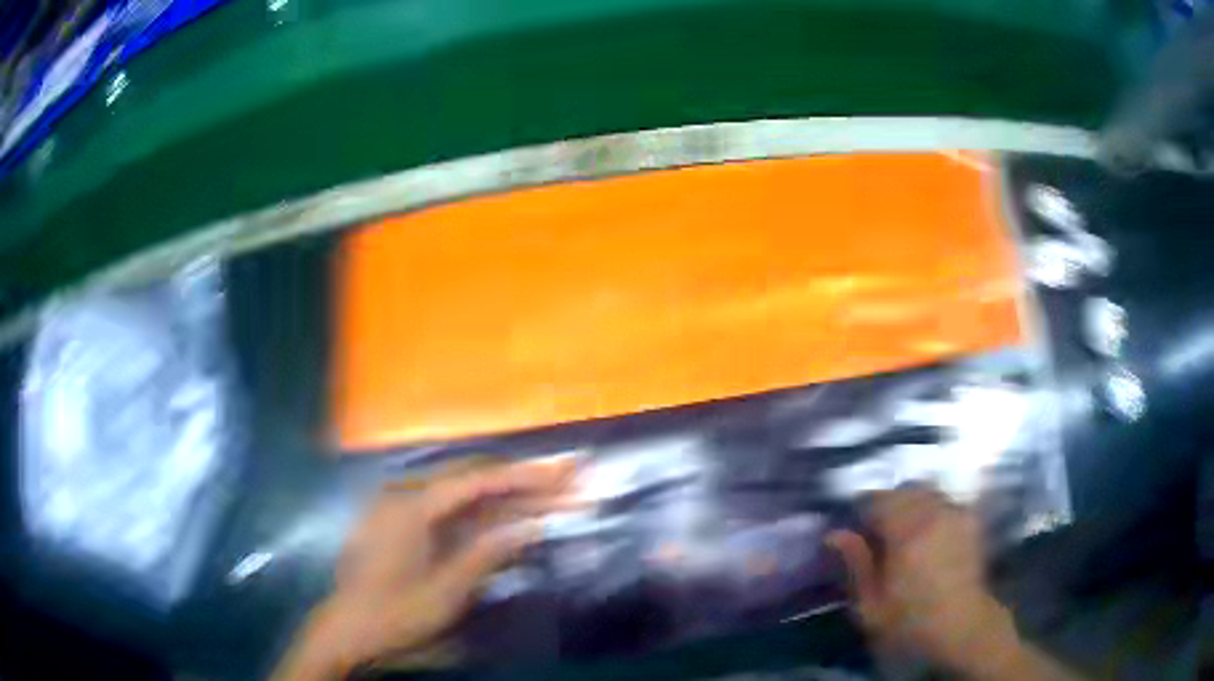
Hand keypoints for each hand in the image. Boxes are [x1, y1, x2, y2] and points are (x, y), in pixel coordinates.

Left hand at [273, 456, 575, 679]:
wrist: (349, 629)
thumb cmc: (396, 612)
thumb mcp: (447, 591)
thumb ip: (488, 553)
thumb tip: (532, 527)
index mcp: (413, 506)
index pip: (478, 481)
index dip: (524, 476)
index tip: (563, 473)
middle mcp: (407, 495)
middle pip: (473, 478)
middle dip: (521, 480)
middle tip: (565, 480)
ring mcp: (403, 508)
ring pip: (464, 494)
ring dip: (505, 497)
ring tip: (548, 496)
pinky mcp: (404, 524)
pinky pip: (450, 511)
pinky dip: (483, 514)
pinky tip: (510, 518)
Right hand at [826, 488, 1019, 674]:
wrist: (963, 630)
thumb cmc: (911, 624)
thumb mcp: (871, 607)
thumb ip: (856, 566)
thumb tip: (835, 534)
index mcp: (906, 532)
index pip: (876, 501)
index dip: (859, 512)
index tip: (852, 531)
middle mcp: (934, 513)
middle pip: (904, 491)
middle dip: (886, 505)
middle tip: (875, 533)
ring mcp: (956, 514)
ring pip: (926, 493)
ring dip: (909, 505)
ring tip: (901, 534)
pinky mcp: (970, 522)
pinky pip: (944, 503)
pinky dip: (930, 510)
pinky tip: (926, 535)